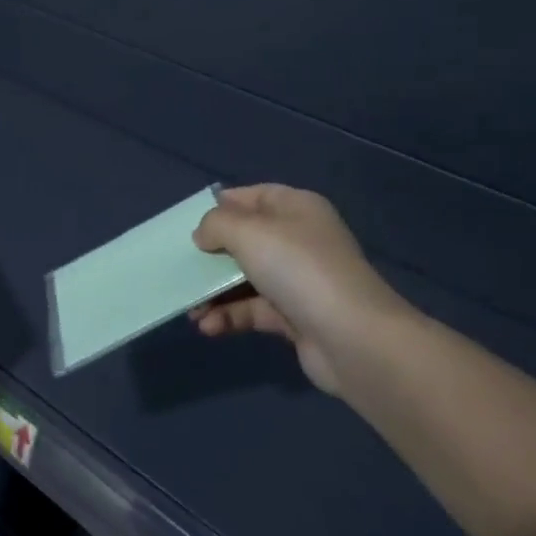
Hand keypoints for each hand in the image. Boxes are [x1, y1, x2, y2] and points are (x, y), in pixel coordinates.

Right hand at [188, 184, 403, 395]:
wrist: (353, 339)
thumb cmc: (298, 269)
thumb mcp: (248, 232)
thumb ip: (216, 225)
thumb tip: (202, 235)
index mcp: (296, 208)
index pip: (252, 196)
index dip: (221, 206)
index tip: (189, 222)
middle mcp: (300, 240)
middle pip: (246, 239)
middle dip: (211, 255)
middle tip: (181, 267)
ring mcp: (299, 281)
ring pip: (246, 278)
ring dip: (215, 292)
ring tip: (190, 308)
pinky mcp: (296, 317)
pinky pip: (254, 310)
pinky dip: (229, 316)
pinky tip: (207, 327)